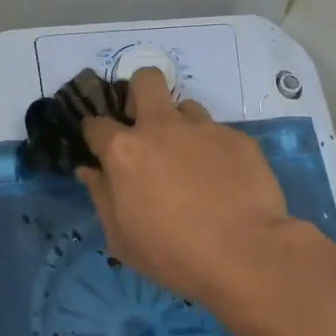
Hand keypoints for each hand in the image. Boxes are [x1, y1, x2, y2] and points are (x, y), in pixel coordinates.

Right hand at [78, 69, 295, 305]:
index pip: (97, 124)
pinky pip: (218, 133)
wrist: (245, 253)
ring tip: (191, 159)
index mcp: (125, 151)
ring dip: (181, 126)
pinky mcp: (237, 137)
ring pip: (186, 106)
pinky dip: (214, 150)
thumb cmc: (173, 254)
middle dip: (140, 92)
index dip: (96, 134)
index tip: (101, 147)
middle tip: (146, 124)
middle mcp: (161, 127)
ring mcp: (203, 128)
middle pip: (145, 80)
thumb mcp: (122, 238)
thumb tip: (89, 171)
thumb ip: (102, 197)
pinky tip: (224, 179)